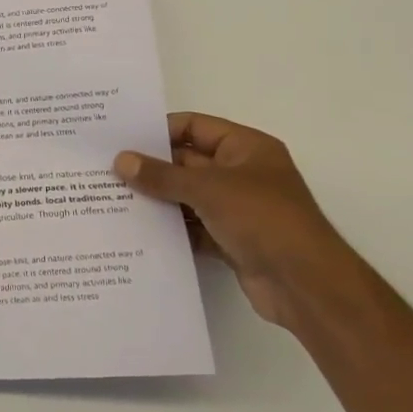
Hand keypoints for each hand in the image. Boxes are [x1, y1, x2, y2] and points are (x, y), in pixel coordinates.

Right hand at [114, 113, 361, 329]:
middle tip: (106, 171)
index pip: (195, 127)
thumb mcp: (208, 189)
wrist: (306, 285)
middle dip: (151, 168)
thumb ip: (162, 175)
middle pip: (187, 162)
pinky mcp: (230, 240)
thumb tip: (121, 160)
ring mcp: (236, 209)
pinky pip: (192, 227)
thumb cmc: (264, 219)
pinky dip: (169, 229)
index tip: (121, 139)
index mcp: (246, 148)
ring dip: (157, 200)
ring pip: (186, 197)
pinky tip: (135, 231)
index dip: (159, 130)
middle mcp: (242, 174)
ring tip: (111, 199)